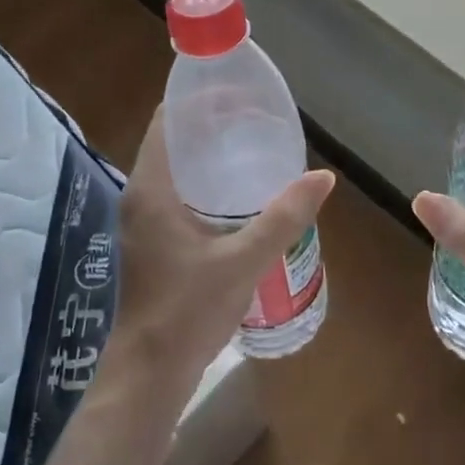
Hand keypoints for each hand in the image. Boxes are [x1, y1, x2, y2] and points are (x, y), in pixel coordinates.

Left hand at [108, 105, 334, 399]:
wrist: (150, 373)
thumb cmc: (189, 310)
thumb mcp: (243, 260)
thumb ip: (283, 217)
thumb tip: (323, 177)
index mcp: (151, 189)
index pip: (166, 121)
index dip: (198, 100)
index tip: (237, 91)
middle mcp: (141, 197)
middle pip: (173, 141)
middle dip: (211, 124)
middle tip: (256, 117)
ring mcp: (144, 222)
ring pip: (176, 169)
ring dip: (209, 154)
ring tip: (253, 146)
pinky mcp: (153, 242)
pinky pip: (178, 194)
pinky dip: (206, 181)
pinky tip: (240, 193)